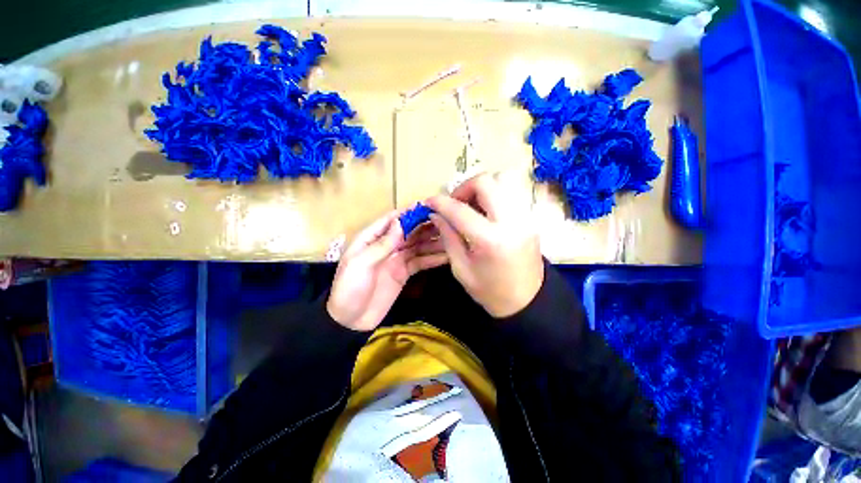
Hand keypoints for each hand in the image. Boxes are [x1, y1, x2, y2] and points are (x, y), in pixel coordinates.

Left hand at [327, 210, 447, 331]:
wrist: (350, 320)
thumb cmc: (349, 288)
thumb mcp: (360, 264)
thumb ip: (381, 244)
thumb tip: (399, 222)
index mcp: (371, 238)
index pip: (392, 220)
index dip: (409, 213)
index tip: (428, 207)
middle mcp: (386, 245)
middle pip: (409, 231)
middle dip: (425, 226)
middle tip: (447, 222)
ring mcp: (397, 259)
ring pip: (418, 246)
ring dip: (432, 241)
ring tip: (451, 238)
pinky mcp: (404, 273)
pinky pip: (420, 262)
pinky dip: (432, 259)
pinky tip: (446, 256)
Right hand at [426, 172, 543, 317]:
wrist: (528, 301)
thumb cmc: (490, 291)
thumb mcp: (461, 268)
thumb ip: (448, 237)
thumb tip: (437, 214)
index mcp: (490, 240)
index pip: (460, 210)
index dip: (440, 202)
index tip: (429, 202)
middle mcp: (511, 221)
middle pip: (486, 181)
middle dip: (464, 187)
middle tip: (455, 203)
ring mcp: (525, 217)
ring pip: (503, 179)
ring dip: (481, 187)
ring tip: (471, 205)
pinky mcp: (530, 217)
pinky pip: (510, 192)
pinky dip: (494, 193)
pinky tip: (485, 212)